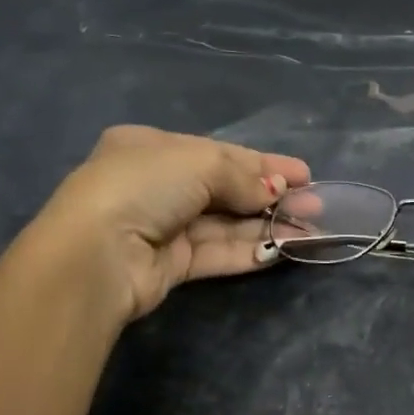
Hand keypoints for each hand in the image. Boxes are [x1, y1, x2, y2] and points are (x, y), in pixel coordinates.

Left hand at [20, 126, 311, 321]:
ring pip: (226, 225)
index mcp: (152, 148)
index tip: (304, 174)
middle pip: (226, 190)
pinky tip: (284, 249)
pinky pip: (218, 253)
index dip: (264, 164)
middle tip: (315, 204)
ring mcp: (164, 228)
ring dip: (268, 226)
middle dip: (272, 196)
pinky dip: (250, 251)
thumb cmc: (144, 186)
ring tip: (311, 230)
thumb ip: (241, 175)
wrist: (98, 253)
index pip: (219, 154)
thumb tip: (274, 192)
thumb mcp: (198, 162)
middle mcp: (158, 186)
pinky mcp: (172, 266)